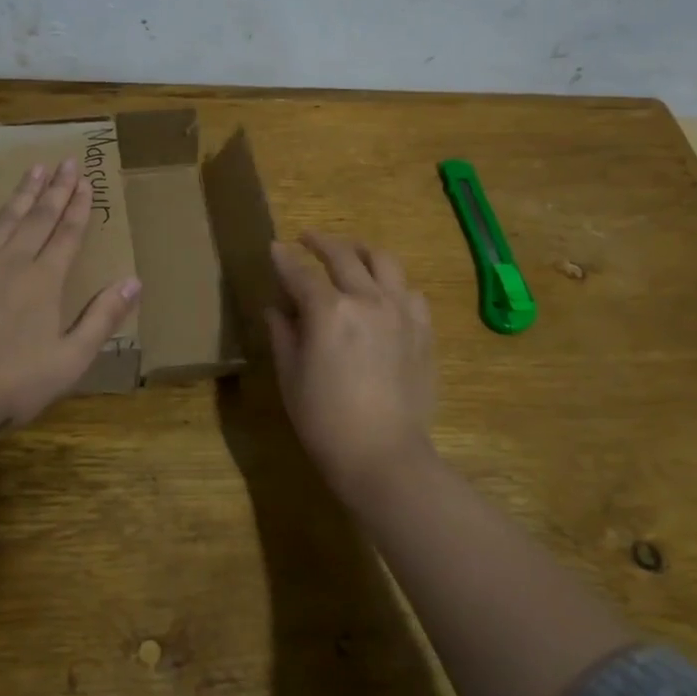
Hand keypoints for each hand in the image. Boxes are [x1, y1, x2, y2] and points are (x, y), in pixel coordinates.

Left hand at [0, 158, 141, 437]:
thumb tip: (134, 280)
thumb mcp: (71, 358)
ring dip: (21, 194)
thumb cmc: (14, 381)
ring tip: (33, 168)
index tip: (86, 180)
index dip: (79, 207)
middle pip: (39, 218)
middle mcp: (13, 261)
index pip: (68, 235)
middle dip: (56, 189)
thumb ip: (103, 317)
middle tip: (66, 161)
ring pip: (3, 220)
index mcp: (45, 281)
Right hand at [266, 233, 438, 504]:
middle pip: (342, 255)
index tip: (274, 247)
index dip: (283, 259)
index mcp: (328, 311)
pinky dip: (393, 283)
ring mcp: (400, 311)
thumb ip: (283, 334)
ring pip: (383, 261)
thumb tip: (277, 308)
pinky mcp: (422, 329)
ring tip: (350, 254)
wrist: (384, 456)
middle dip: (320, 242)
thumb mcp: (291, 376)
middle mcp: (366, 299)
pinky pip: (410, 291)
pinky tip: (384, 293)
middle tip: (307, 239)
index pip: (299, 273)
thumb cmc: (325, 421)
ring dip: (361, 252)